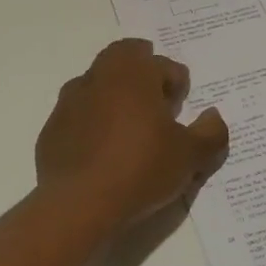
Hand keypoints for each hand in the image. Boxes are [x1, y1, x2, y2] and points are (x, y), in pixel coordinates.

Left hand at [35, 39, 228, 230]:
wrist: (79, 204)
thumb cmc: (141, 169)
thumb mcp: (190, 156)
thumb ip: (210, 132)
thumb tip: (213, 116)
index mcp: (133, 73)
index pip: (161, 63)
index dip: (176, 82)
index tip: (180, 107)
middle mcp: (98, 77)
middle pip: (122, 60)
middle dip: (142, 76)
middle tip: (156, 107)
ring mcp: (69, 102)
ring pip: (97, 86)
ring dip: (114, 99)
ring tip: (129, 131)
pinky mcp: (52, 129)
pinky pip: (78, 116)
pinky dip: (92, 125)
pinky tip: (103, 154)